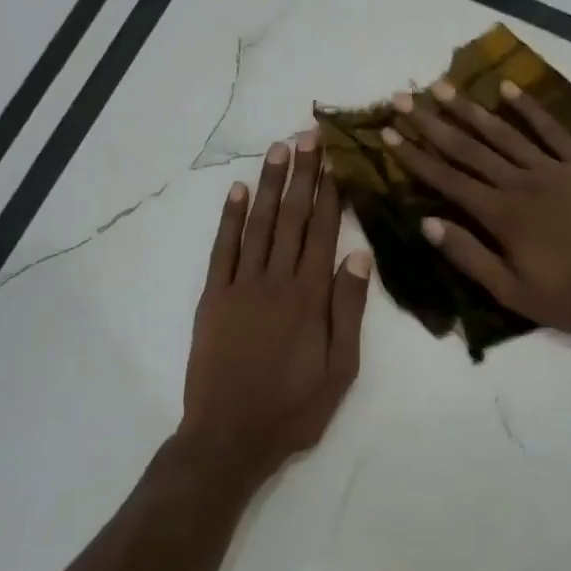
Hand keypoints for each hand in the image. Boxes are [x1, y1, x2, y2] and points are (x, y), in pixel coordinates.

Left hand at [179, 133, 371, 488]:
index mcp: (310, 296)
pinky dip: (230, 218)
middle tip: (309, 135)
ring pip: (259, 224)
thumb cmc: (294, 407)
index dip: (331, 191)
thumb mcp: (341, 367)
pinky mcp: (212, 298)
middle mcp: (276, 280)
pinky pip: (222, 249)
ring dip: (271, 185)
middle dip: (303, 174)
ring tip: (280, 149)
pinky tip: (239, 191)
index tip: (335, 157)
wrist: (230, 436)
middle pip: (293, 218)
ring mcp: (240, 286)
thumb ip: (348, 310)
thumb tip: (359, 256)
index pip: (324, 231)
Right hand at [383, 79, 570, 337]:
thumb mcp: (515, 292)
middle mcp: (521, 183)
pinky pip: (551, 129)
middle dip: (432, 123)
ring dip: (470, 109)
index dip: (415, 157)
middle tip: (404, 98)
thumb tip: (428, 224)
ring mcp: (554, 168)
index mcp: (502, 216)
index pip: (448, 180)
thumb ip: (470, 257)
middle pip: (469, 149)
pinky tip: (508, 88)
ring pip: (504, 133)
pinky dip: (529, 107)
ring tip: (442, 86)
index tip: (388, 134)